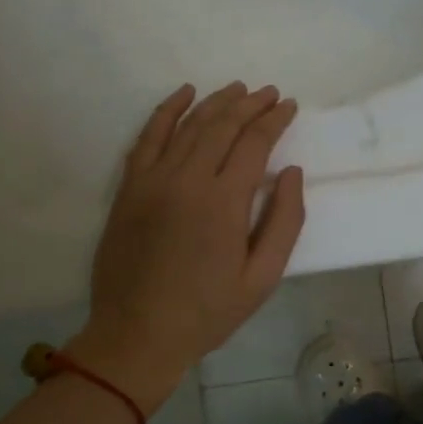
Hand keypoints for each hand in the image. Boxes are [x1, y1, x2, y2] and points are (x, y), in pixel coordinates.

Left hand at [67, 83, 304, 411]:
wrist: (137, 334)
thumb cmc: (208, 312)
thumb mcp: (262, 277)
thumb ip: (284, 222)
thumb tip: (293, 173)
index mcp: (224, 202)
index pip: (254, 143)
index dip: (274, 120)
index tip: (289, 106)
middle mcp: (187, 179)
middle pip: (222, 126)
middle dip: (250, 104)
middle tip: (269, 93)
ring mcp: (153, 180)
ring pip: (187, 125)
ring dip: (215, 103)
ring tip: (237, 89)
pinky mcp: (129, 188)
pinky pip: (148, 137)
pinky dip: (166, 111)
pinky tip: (183, 94)